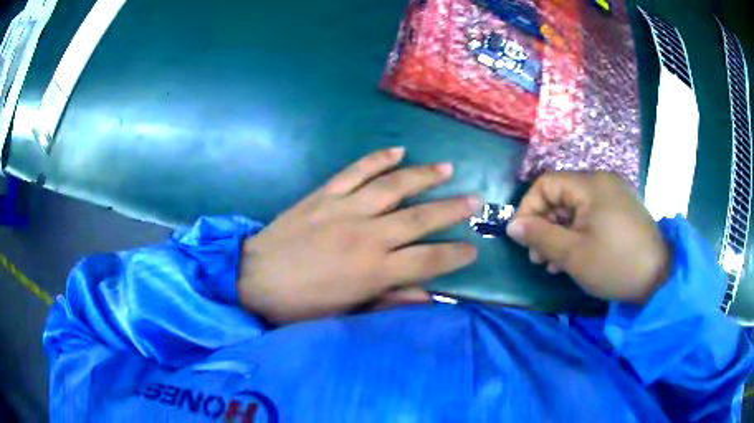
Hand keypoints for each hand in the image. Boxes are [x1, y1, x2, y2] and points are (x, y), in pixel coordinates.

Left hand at [238, 148, 479, 323]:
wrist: (254, 277)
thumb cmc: (300, 304)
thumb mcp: (345, 313)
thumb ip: (388, 301)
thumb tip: (428, 296)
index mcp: (373, 271)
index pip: (428, 260)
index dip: (455, 254)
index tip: (473, 248)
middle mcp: (367, 235)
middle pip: (420, 218)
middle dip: (452, 210)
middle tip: (475, 200)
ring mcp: (345, 209)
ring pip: (394, 187)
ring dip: (424, 176)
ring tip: (447, 169)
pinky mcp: (325, 195)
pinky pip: (356, 171)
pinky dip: (378, 159)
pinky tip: (398, 150)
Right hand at [506, 172, 670, 302]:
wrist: (659, 277)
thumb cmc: (614, 264)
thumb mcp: (573, 254)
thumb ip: (540, 237)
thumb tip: (513, 226)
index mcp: (590, 185)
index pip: (546, 184)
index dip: (529, 209)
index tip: (522, 239)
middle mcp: (601, 182)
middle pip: (560, 196)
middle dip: (544, 226)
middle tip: (538, 258)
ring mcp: (613, 196)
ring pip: (574, 209)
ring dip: (559, 233)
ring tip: (553, 263)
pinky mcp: (620, 211)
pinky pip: (590, 216)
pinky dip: (577, 234)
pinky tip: (573, 257)